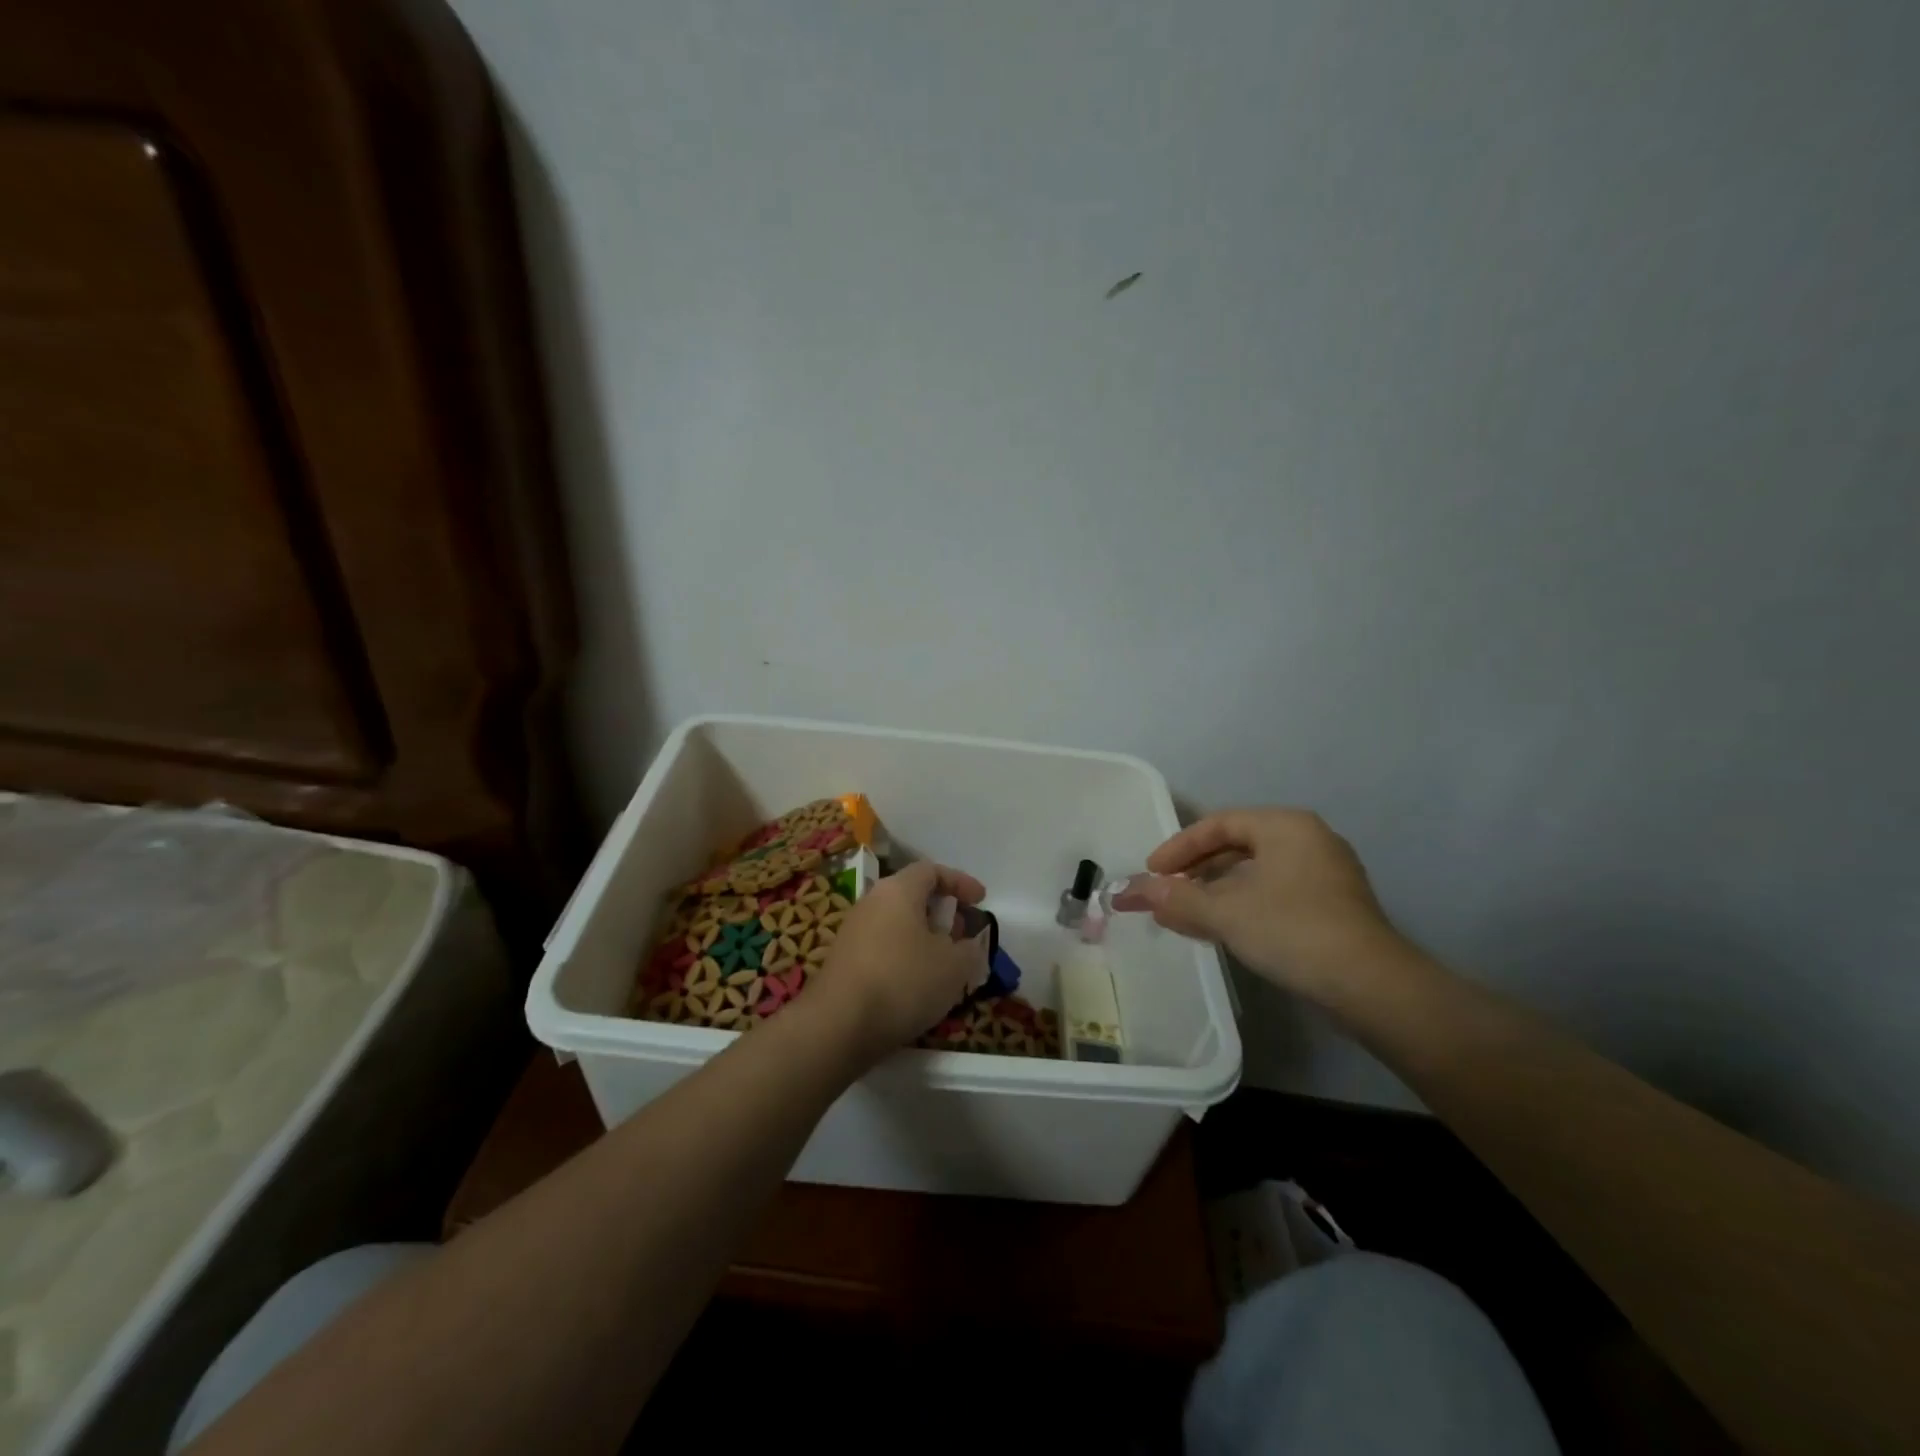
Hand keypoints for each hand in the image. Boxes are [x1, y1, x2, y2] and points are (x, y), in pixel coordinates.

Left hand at [809, 860, 989, 1060]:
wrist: (837, 1025)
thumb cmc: (903, 981)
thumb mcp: (954, 966)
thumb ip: (970, 949)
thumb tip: (968, 945)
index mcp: (898, 890)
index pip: (932, 870)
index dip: (960, 882)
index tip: (981, 900)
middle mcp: (871, 903)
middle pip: (912, 897)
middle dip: (943, 914)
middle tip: (964, 936)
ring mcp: (853, 933)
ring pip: (897, 925)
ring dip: (924, 940)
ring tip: (945, 966)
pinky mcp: (844, 962)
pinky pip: (883, 949)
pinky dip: (905, 959)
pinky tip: (917, 987)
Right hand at [1113, 808, 1399, 999]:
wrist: (1371, 986)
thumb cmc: (1292, 930)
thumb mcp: (1225, 912)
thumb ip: (1175, 898)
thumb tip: (1131, 891)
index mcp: (1285, 825)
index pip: (1218, 824)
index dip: (1178, 848)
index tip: (1152, 873)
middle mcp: (1308, 840)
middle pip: (1236, 846)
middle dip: (1195, 872)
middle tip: (1165, 893)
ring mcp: (1325, 874)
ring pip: (1255, 873)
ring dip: (1215, 892)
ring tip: (1184, 915)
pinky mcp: (1333, 907)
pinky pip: (1274, 894)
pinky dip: (1242, 906)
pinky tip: (1222, 929)